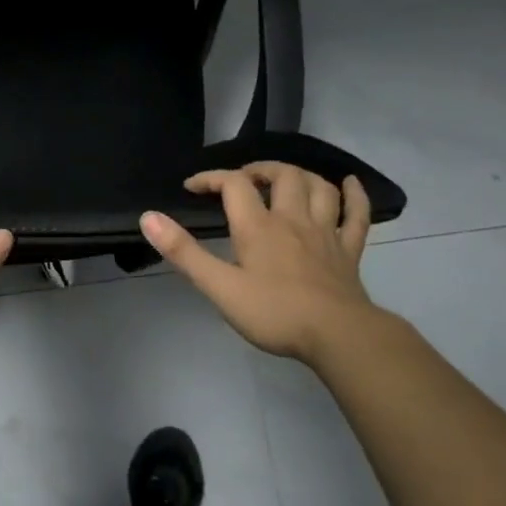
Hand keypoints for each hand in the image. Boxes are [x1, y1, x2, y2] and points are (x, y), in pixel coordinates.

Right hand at [140, 163, 380, 366]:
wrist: (338, 335)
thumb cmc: (274, 313)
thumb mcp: (219, 287)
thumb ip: (184, 252)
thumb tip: (149, 217)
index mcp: (258, 227)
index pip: (234, 185)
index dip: (211, 178)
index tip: (192, 187)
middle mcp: (293, 220)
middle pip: (282, 176)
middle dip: (259, 170)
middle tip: (243, 179)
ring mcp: (325, 233)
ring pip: (318, 188)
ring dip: (300, 175)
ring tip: (285, 179)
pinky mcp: (349, 251)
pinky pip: (356, 215)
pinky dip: (354, 195)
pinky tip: (350, 184)